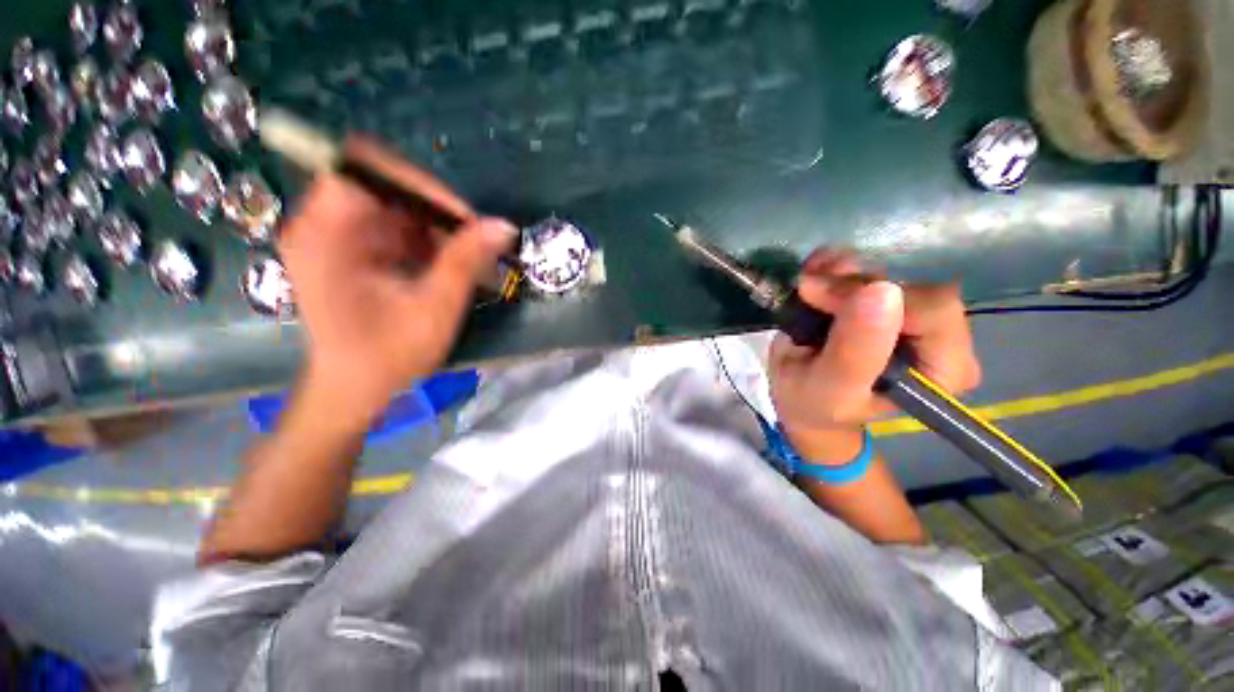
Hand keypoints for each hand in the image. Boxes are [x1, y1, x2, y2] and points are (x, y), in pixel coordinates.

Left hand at [278, 137, 516, 422]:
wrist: (354, 391)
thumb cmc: (387, 356)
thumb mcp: (435, 308)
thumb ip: (467, 261)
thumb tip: (504, 226)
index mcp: (326, 235)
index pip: (366, 169)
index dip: (419, 184)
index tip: (463, 219)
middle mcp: (321, 225)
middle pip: (383, 187)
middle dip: (434, 211)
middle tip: (473, 242)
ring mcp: (333, 237)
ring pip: (393, 207)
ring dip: (434, 229)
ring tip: (466, 260)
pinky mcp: (348, 251)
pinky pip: (392, 228)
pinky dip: (425, 242)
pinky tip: (446, 268)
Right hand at [769, 250, 980, 458]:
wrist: (798, 396)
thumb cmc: (815, 404)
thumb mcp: (831, 389)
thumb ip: (856, 352)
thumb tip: (881, 291)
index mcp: (944, 367)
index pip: (932, 309)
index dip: (874, 296)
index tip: (820, 298)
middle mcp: (938, 333)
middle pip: (910, 282)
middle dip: (853, 282)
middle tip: (808, 289)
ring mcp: (910, 309)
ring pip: (888, 266)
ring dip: (840, 270)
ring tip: (806, 284)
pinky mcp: (884, 295)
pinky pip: (868, 262)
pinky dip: (835, 263)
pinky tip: (813, 273)